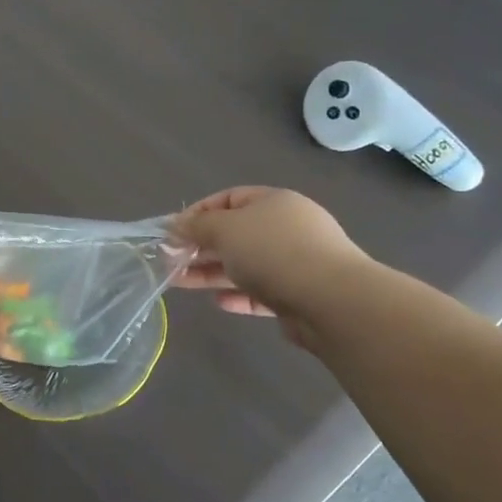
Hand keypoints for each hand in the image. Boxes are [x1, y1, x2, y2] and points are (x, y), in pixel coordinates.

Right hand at [171, 187, 373, 344]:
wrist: (332, 301)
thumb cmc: (273, 252)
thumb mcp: (225, 229)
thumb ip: (197, 226)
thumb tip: (175, 224)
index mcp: (274, 202)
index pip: (229, 199)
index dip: (198, 212)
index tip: (173, 231)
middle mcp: (287, 228)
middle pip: (235, 233)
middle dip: (200, 246)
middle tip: (170, 260)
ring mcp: (296, 262)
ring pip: (245, 264)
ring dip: (211, 272)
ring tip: (179, 282)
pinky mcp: (299, 295)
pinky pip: (261, 291)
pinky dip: (238, 295)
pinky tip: (220, 303)